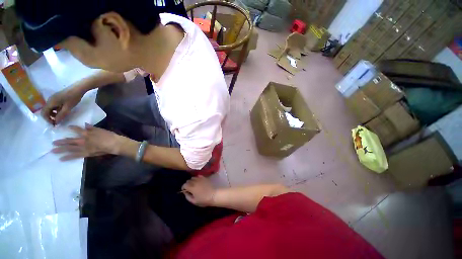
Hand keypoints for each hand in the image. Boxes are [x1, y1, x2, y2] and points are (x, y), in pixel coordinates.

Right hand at [42, 86, 84, 124]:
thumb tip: (55, 122)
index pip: (43, 113)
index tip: (54, 124)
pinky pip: (54, 105)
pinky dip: (56, 110)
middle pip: (46, 111)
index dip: (47, 119)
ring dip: (54, 114)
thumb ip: (61, 115)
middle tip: (58, 121)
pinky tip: (63, 111)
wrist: (78, 88)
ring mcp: (53, 98)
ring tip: (62, 116)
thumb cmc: (73, 98)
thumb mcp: (67, 108)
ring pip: (50, 108)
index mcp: (50, 102)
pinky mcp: (57, 98)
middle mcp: (49, 100)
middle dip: (50, 117)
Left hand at [52, 123, 123, 160]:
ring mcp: (83, 148)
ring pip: (70, 149)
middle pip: (70, 141)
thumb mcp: (101, 130)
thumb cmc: (109, 136)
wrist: (114, 144)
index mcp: (87, 133)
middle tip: (53, 143)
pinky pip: (75, 156)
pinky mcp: (86, 153)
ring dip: (61, 149)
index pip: (77, 130)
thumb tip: (85, 125)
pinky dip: (68, 157)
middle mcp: (82, 140)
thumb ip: (92, 128)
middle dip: (61, 142)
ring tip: (53, 151)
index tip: (67, 127)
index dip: (72, 128)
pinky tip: (62, 159)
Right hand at [181, 176, 215, 206]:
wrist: (214, 195)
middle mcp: (195, 182)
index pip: (184, 185)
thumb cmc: (204, 200)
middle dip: (187, 184)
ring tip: (194, 185)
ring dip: (192, 181)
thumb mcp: (194, 201)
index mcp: (192, 187)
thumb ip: (188, 196)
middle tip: (189, 188)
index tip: (185, 191)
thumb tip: (185, 192)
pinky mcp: (204, 178)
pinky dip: (197, 178)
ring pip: (193, 177)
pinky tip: (198, 181)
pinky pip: (198, 176)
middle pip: (188, 180)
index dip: (183, 187)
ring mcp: (200, 179)